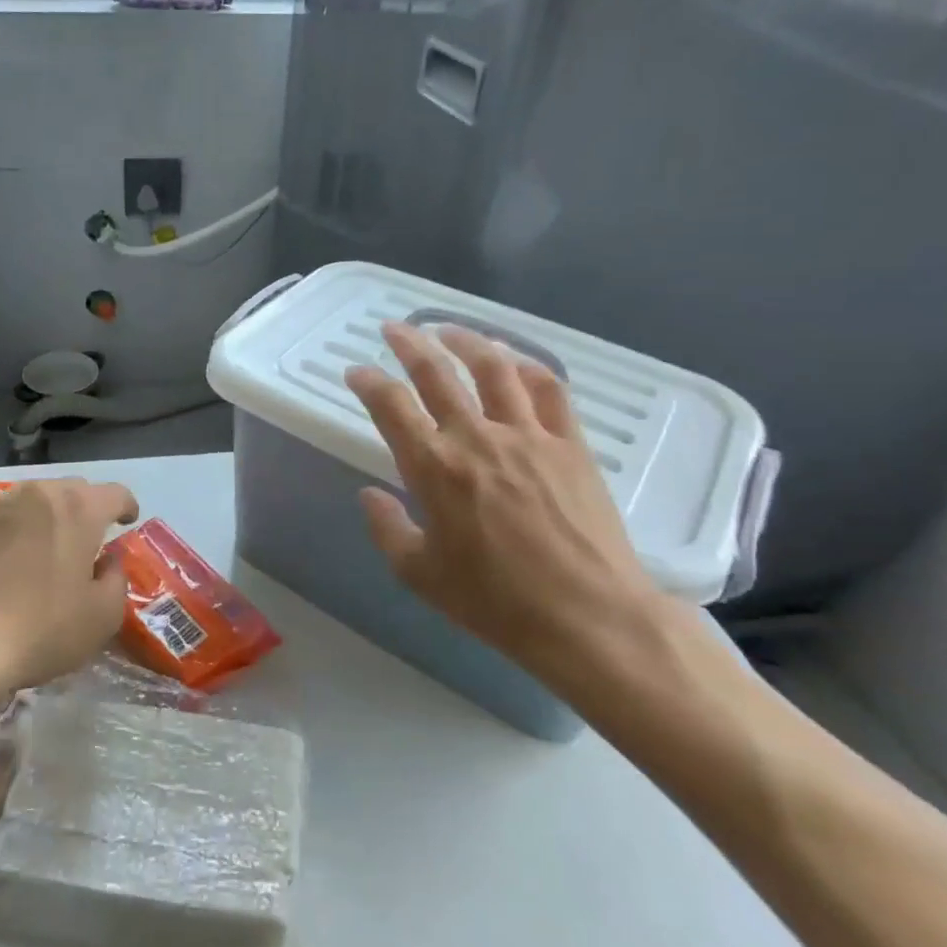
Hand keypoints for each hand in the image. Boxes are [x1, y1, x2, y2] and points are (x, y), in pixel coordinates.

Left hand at [0, 478, 138, 700]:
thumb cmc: (38, 630)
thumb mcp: (101, 618)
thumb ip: (116, 580)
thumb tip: (107, 561)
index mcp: (78, 508)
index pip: (115, 493)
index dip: (126, 507)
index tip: (127, 522)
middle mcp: (36, 493)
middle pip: (71, 491)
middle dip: (83, 510)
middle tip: (84, 542)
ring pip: (30, 500)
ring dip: (42, 518)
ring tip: (38, 550)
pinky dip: (5, 529)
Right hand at [344, 323, 660, 686]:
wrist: (590, 619)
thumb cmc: (497, 603)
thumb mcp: (421, 576)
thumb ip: (387, 529)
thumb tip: (369, 494)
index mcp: (434, 468)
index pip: (390, 405)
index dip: (368, 381)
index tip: (356, 370)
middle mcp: (476, 437)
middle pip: (436, 372)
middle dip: (408, 343)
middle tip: (394, 327)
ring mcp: (528, 434)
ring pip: (492, 367)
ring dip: (466, 341)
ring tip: (447, 329)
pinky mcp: (570, 443)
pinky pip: (548, 389)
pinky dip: (528, 366)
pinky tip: (515, 361)